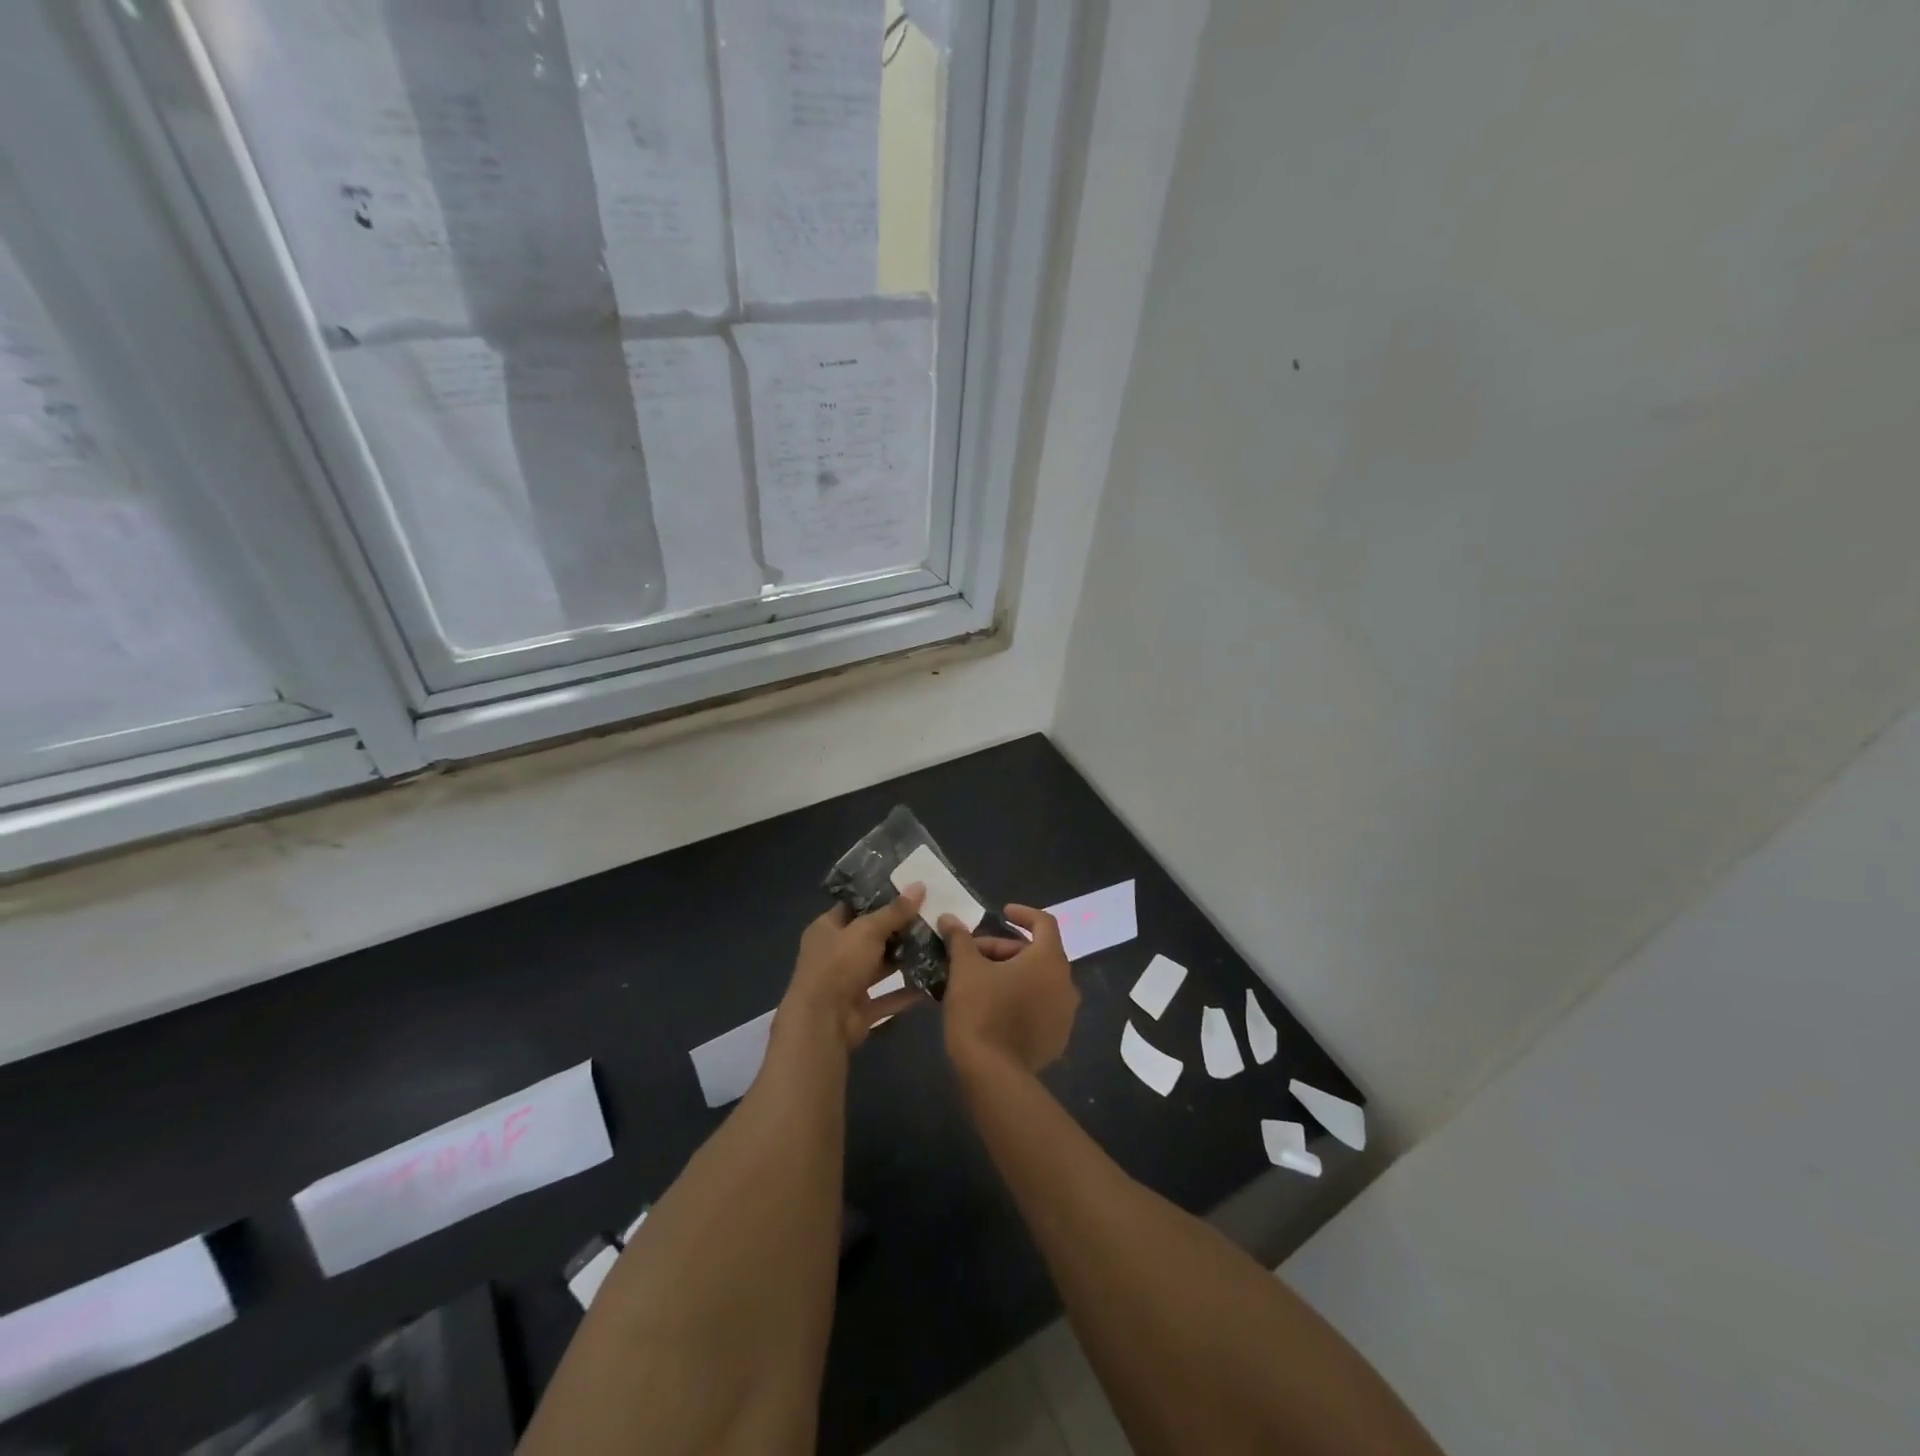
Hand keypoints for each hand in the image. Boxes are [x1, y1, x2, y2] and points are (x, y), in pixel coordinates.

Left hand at [780, 886, 927, 1049]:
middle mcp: (835, 953)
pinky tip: (934, 980)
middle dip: (899, 928)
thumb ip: (894, 912)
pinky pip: (889, 996)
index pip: (854, 905)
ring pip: (881, 966)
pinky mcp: (861, 1008)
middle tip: (931, 914)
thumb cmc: (838, 966)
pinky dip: (908, 990)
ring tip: (937, 943)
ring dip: (906, 958)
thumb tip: (919, 885)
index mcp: (827, 928)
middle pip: (871, 936)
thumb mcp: (867, 931)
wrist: (822, 1024)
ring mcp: (848, 982)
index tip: (909, 889)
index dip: (879, 896)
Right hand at [938, 905, 1079, 1074]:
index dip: (1023, 914)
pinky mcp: (1057, 1038)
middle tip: (974, 954)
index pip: (1044, 923)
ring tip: (980, 979)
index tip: (1002, 913)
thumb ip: (961, 939)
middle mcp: (1066, 983)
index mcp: (1050, 960)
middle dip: (1006, 948)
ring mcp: (1065, 1014)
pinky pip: (1041, 1006)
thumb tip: (949, 918)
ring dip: (1013, 973)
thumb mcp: (965, 969)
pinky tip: (994, 1006)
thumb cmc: (981, 1011)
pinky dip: (1021, 998)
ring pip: (1039, 980)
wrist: (992, 1074)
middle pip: (1038, 953)